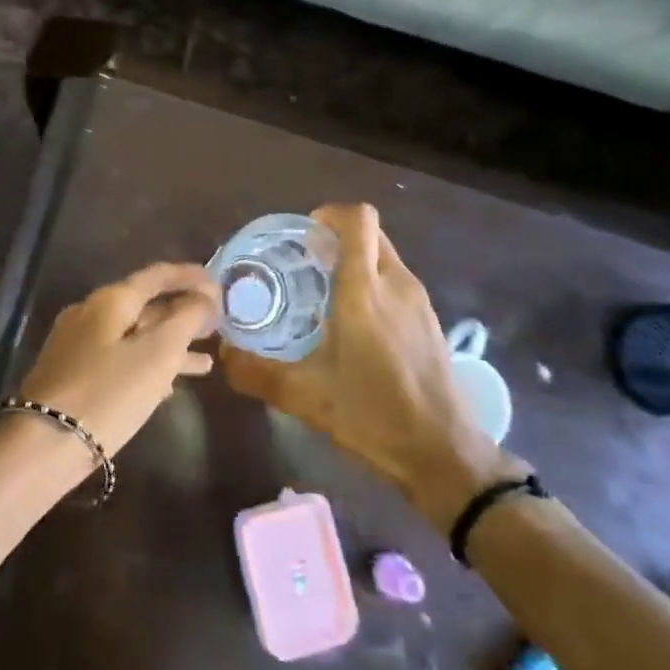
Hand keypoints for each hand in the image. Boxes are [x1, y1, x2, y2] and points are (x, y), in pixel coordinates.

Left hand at [6, 262, 220, 483]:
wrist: (42, 447)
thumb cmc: (107, 394)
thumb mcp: (157, 355)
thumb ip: (186, 320)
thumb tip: (205, 298)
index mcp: (110, 300)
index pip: (157, 275)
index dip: (191, 277)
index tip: (220, 285)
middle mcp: (90, 314)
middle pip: (145, 305)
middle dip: (183, 314)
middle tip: (217, 326)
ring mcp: (78, 345)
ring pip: (134, 336)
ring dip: (170, 345)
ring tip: (205, 362)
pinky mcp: (73, 376)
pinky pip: (120, 359)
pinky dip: (148, 366)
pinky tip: (169, 387)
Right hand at [223, 204, 517, 529]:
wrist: (446, 455)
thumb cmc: (375, 417)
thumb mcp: (306, 398)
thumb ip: (257, 372)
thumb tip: (223, 353)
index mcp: (364, 291)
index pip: (357, 220)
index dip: (330, 214)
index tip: (303, 237)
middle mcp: (396, 284)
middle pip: (370, 233)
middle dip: (337, 238)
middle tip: (304, 265)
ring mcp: (419, 301)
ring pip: (385, 257)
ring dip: (356, 262)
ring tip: (323, 296)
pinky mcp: (431, 321)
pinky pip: (397, 282)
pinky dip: (373, 285)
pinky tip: (355, 326)